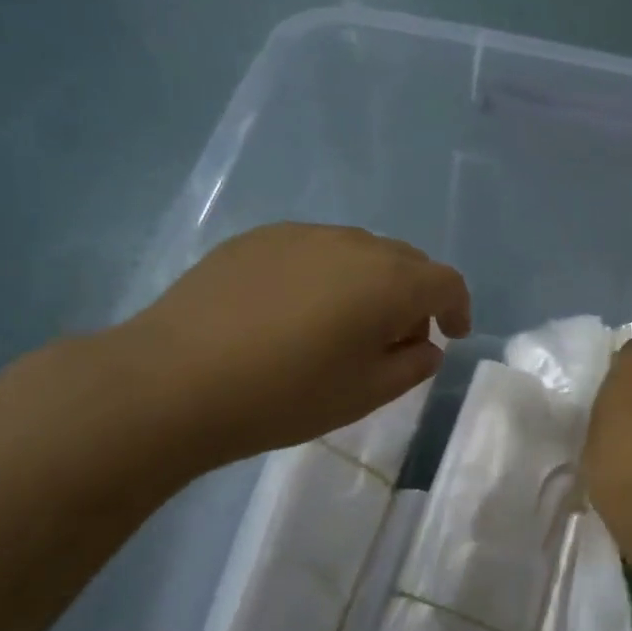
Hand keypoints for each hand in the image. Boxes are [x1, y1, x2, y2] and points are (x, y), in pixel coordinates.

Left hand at [103, 224, 470, 473]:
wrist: (173, 381)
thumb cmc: (285, 395)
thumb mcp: (366, 394)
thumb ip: (412, 365)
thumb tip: (424, 345)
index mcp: (389, 281)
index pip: (445, 281)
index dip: (457, 308)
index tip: (451, 336)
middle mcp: (354, 244)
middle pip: (405, 261)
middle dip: (414, 296)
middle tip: (396, 339)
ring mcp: (302, 235)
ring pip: (359, 251)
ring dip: (370, 282)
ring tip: (343, 324)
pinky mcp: (258, 239)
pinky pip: (313, 250)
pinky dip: (326, 274)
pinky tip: (295, 311)